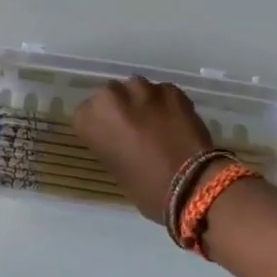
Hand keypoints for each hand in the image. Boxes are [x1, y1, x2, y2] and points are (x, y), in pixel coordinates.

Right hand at [74, 77, 213, 223]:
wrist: (191, 184)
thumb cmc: (145, 188)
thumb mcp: (114, 167)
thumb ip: (110, 142)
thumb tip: (120, 136)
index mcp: (90, 118)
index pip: (85, 114)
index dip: (99, 126)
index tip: (110, 138)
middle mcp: (112, 96)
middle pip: (110, 96)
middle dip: (119, 109)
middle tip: (133, 130)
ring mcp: (144, 89)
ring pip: (137, 90)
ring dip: (142, 102)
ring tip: (156, 123)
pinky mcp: (171, 89)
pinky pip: (162, 93)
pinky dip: (166, 104)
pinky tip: (175, 121)